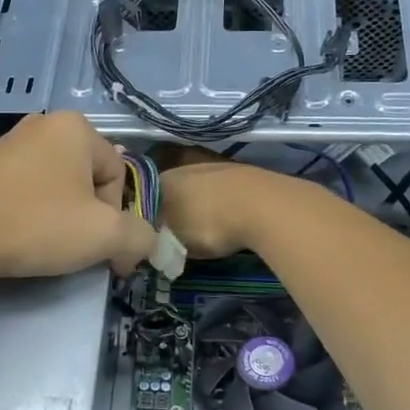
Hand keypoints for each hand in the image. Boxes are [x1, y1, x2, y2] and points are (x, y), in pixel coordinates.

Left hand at [0, 112, 158, 283]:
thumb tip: (144, 242)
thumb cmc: (36, 225)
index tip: (108, 255)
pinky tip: (22, 236)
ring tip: (49, 247)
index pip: (119, 175)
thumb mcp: (104, 235)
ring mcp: (9, 143)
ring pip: (58, 186)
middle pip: (90, 179)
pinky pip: (27, 190)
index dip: (119, 220)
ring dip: (64, 218)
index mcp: (76, 127)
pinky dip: (34, 213)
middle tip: (79, 251)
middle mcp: (43, 124)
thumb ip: (140, 236)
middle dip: (92, 218)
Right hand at [157, 155, 285, 258]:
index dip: (149, 218)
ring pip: (201, 190)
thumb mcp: (174, 241)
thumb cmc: (209, 224)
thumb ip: (159, 241)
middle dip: (177, 212)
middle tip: (180, 236)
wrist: (264, 206)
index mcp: (165, 179)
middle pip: (175, 191)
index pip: (146, 197)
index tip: (154, 236)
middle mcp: (187, 167)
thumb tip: (153, 242)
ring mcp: (218, 167)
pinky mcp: (244, 174)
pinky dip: (225, 205)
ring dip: (203, 208)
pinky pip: (225, 192)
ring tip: (209, 230)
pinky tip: (232, 220)